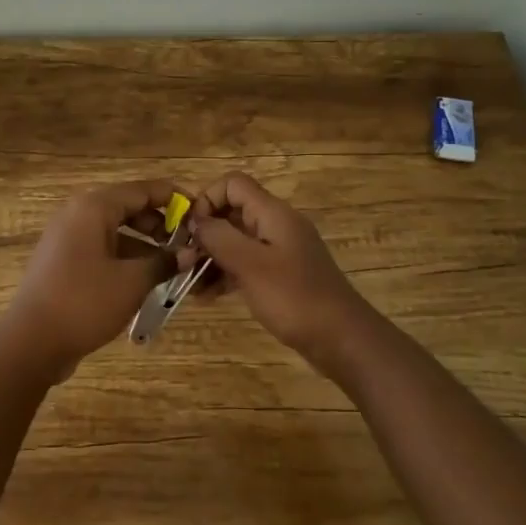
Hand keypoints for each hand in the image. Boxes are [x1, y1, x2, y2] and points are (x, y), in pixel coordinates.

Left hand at [0, 180, 180, 378]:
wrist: (31, 341)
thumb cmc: (85, 302)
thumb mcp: (132, 282)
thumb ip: (163, 262)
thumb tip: (188, 254)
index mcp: (93, 207)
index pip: (142, 190)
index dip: (173, 197)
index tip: (199, 211)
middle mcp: (77, 214)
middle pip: (126, 206)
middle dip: (158, 222)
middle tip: (185, 242)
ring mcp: (66, 237)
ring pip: (113, 229)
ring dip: (142, 242)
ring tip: (170, 264)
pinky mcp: (62, 260)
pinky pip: (100, 247)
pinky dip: (123, 256)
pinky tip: (143, 278)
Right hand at [182, 172, 371, 370]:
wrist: (342, 339)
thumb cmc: (295, 298)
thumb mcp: (251, 265)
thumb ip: (219, 237)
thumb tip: (196, 221)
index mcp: (273, 214)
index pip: (233, 184)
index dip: (207, 200)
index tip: (190, 231)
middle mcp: (277, 225)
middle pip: (232, 213)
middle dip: (204, 233)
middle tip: (183, 262)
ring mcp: (280, 252)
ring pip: (237, 242)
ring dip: (211, 258)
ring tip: (190, 284)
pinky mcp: (281, 276)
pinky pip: (246, 265)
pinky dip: (226, 275)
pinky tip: (207, 297)